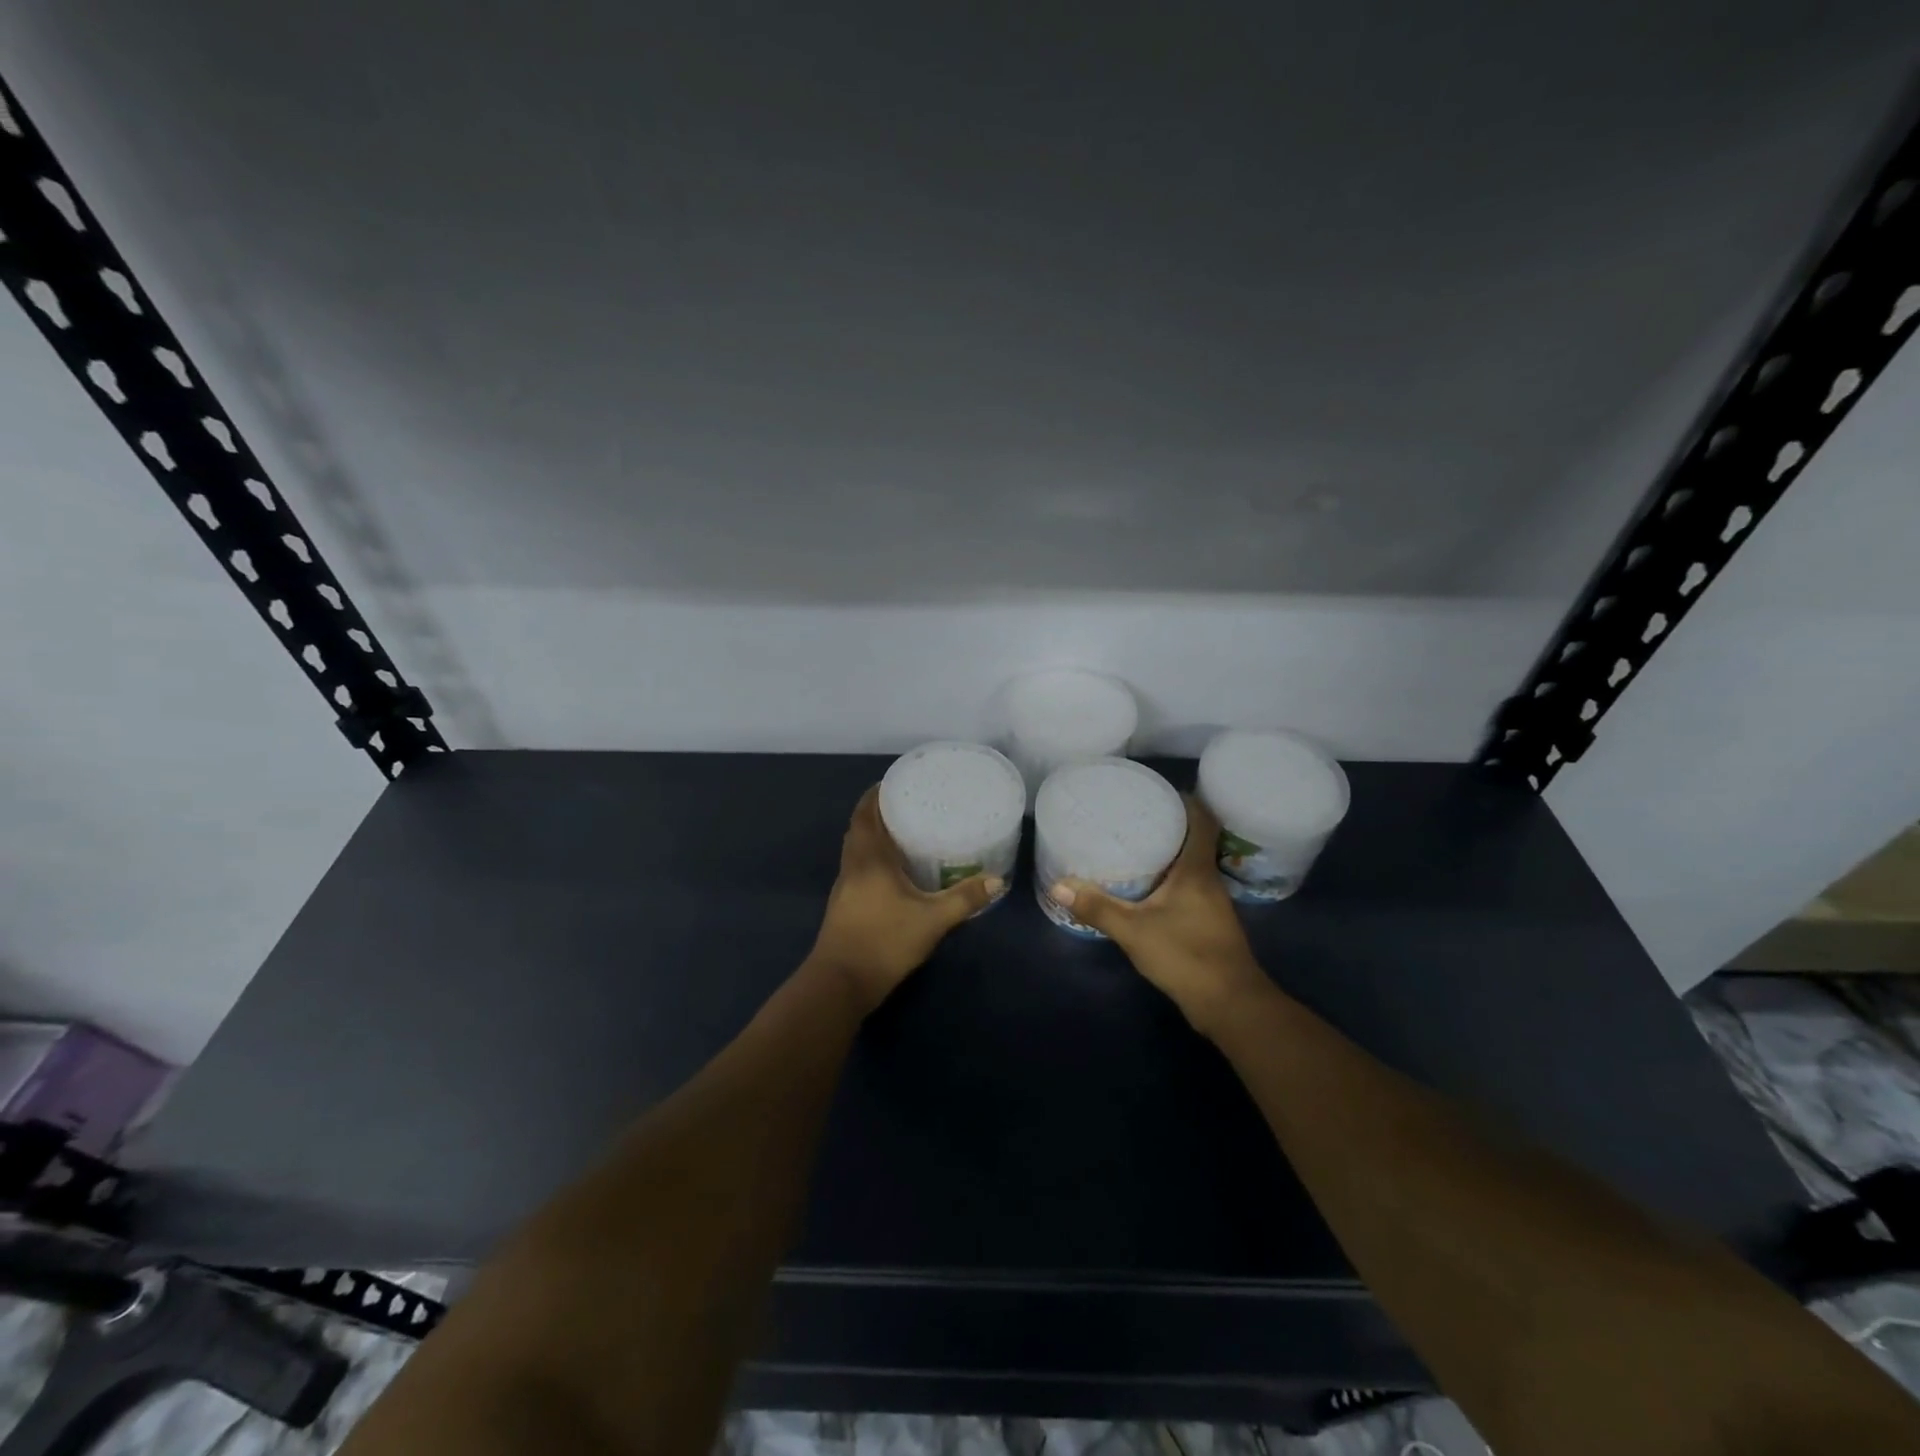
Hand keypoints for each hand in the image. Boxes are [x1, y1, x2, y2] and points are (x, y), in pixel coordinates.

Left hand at [807, 786, 1002, 1013]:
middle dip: (878, 811)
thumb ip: (965, 899)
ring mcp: (845, 886)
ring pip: (856, 848)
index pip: (866, 813)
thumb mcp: (933, 920)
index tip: (897, 782)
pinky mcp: (844, 905)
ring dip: (874, 835)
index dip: (877, 793)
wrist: (841, 983)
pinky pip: (858, 867)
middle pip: (859, 827)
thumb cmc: (885, 941)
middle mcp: (853, 865)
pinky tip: (894, 870)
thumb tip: (998, 880)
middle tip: (909, 803)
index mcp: (869, 858)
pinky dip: (872, 857)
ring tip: (904, 830)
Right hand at [1048, 796, 1271, 1037]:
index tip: (1158, 790)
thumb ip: (1097, 907)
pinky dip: (1169, 879)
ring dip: (1169, 853)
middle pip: (1194, 840)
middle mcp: (1209, 880)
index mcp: (1197, 870)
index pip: (1201, 820)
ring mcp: (1212, 904)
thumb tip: (1058, 885)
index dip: (1185, 800)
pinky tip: (1147, 887)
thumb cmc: (1186, 956)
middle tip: (1133, 815)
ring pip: (1191, 866)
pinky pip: (1188, 887)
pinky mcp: (1208, 924)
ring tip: (1134, 844)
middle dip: (1169, 825)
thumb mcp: (1134, 930)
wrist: (1230, 1004)